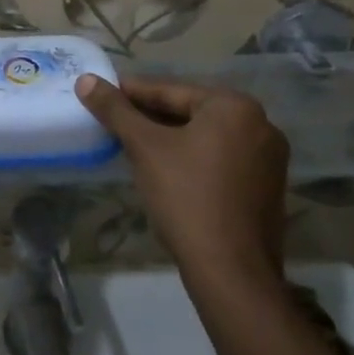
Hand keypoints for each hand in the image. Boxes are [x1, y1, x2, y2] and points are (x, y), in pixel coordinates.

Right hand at [76, 75, 287, 286]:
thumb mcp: (144, 147)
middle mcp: (260, 125)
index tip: (103, 93)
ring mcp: (268, 159)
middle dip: (151, 116)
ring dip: (171, 138)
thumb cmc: (187, 197)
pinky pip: (221, 159)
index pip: (171, 91)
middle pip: (190, 112)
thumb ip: (115, 110)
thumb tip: (85, 80)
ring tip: (133, 143)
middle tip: (115, 120)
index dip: (132, 93)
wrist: (232, 274)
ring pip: (206, 136)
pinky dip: (193, 158)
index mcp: (235, 106)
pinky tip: (166, 169)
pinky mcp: (267, 188)